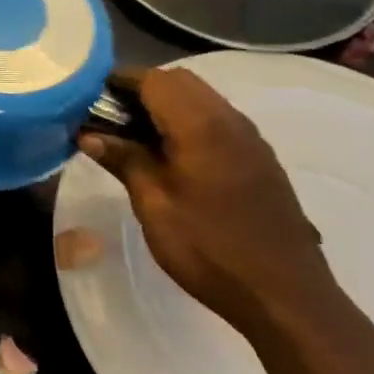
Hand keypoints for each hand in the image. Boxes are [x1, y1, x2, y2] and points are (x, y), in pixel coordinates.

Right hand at [79, 68, 345, 340]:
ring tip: (133, 137)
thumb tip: (89, 134)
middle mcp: (230, 120)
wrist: (284, 294)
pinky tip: (170, 156)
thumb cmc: (209, 248)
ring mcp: (251, 139)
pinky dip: (188, 122)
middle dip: (142, 90)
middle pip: (180, 82)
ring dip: (166, 106)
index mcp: (201, 126)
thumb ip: (124, 160)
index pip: (154, 79)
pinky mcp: (260, 160)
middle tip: (108, 119)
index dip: (119, 82)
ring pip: (201, 99)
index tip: (89, 99)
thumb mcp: (154, 205)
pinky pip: (218, 121)